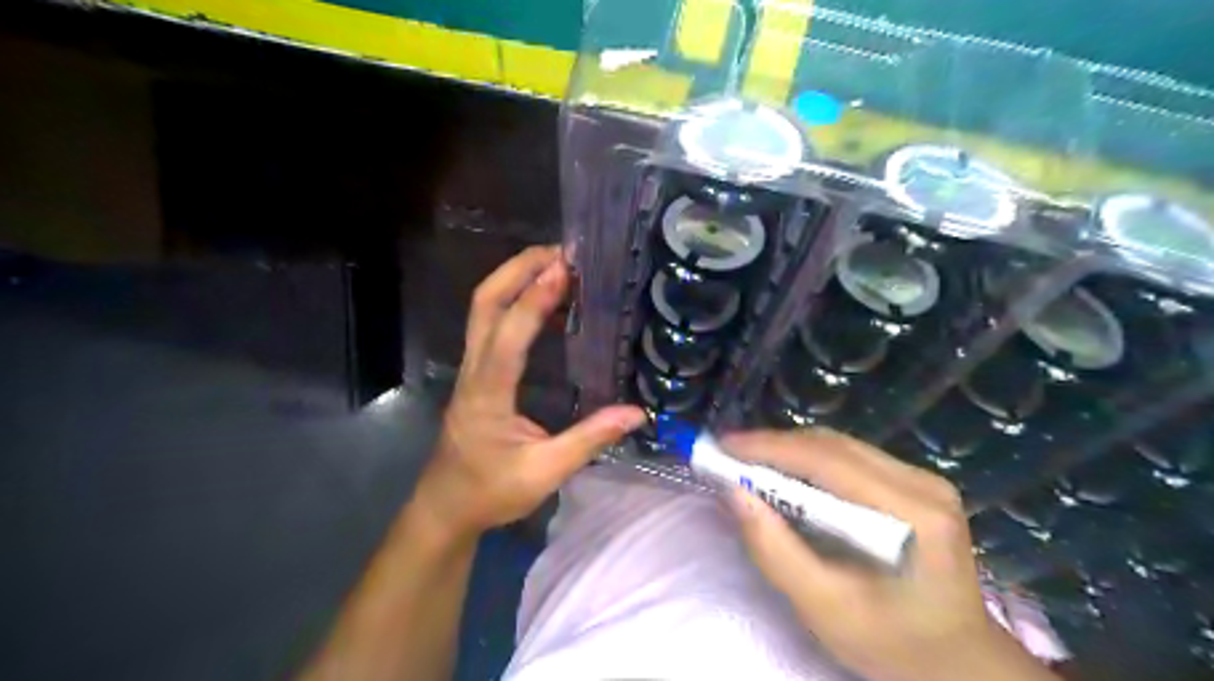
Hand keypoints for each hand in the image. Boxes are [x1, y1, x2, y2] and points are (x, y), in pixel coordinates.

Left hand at [414, 248, 648, 539]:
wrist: (446, 507)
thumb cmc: (490, 492)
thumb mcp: (544, 473)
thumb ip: (589, 441)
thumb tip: (636, 413)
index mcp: (487, 393)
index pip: (508, 335)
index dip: (535, 299)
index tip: (563, 269)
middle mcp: (474, 370)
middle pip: (484, 304)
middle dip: (517, 269)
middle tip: (560, 252)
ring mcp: (471, 369)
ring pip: (483, 310)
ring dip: (514, 280)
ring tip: (556, 266)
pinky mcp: (476, 374)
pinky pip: (491, 326)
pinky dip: (516, 303)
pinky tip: (546, 306)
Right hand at [723, 431, 1058, 680]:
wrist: (957, 661)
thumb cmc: (891, 643)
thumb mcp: (823, 608)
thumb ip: (775, 550)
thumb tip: (735, 492)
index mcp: (913, 515)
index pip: (829, 462)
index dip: (770, 447)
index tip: (724, 446)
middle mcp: (924, 484)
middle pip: (834, 446)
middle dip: (775, 446)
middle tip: (729, 454)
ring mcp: (925, 480)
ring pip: (841, 446)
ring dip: (790, 451)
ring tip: (748, 461)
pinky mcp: (918, 484)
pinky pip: (852, 458)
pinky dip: (811, 461)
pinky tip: (787, 472)